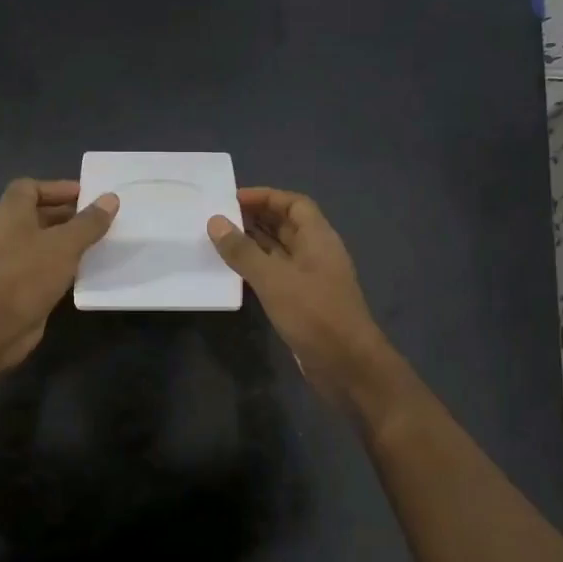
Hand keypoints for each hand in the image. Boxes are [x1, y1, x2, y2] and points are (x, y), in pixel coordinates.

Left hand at [0, 178, 118, 366]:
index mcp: (11, 213)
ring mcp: (10, 261)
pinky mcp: (18, 286)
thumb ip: (89, 222)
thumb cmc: (28, 274)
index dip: (57, 188)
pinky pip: (43, 267)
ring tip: (98, 243)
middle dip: (68, 215)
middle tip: (99, 220)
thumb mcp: (65, 244)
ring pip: (42, 243)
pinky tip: (85, 271)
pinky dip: (62, 265)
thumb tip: (111, 198)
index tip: (86, 196)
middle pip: (38, 214)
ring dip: (67, 242)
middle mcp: (7, 233)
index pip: (30, 187)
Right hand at [207, 187, 390, 405]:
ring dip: (253, 244)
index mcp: (318, 238)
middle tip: (219, 218)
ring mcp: (311, 278)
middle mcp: (316, 253)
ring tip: (219, 240)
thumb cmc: (314, 314)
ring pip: (280, 251)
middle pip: (286, 225)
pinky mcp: (303, 301)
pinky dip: (257, 268)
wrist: (346, 364)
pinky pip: (277, 274)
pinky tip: (234, 273)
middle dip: (255, 218)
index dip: (265, 197)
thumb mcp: (273, 279)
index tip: (232, 198)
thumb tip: (216, 222)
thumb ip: (243, 251)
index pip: (294, 203)